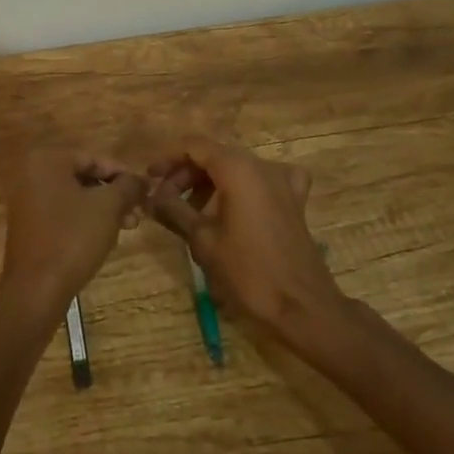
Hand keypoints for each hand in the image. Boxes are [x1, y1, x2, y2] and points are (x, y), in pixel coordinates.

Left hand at [0, 147, 146, 321]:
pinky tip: (104, 238)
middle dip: (113, 195)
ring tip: (127, 227)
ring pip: (75, 197)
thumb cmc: (72, 238)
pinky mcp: (27, 225)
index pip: (94, 159)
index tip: (144, 192)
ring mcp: (26, 200)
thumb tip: (141, 180)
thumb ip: (128, 186)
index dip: (123, 175)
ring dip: (102, 210)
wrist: (36, 291)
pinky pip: (62, 213)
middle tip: (137, 213)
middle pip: (84, 177)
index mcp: (47, 160)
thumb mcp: (108, 207)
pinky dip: (83, 220)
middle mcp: (31, 173)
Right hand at [146, 138, 343, 337]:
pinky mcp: (295, 199)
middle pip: (215, 155)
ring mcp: (282, 180)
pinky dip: (248, 185)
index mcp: (236, 168)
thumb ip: (174, 211)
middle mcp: (260, 165)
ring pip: (237, 167)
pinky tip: (243, 202)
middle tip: (165, 200)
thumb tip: (151, 196)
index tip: (150, 179)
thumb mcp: (203, 241)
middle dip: (187, 173)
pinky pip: (267, 179)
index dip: (169, 159)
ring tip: (191, 209)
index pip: (194, 145)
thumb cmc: (248, 272)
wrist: (303, 307)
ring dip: (211, 182)